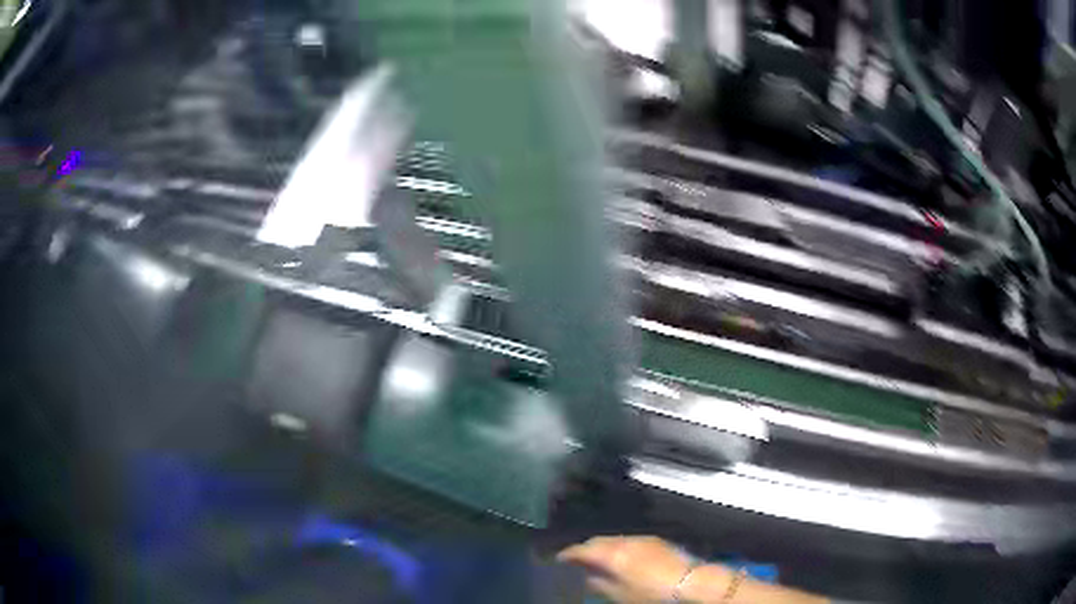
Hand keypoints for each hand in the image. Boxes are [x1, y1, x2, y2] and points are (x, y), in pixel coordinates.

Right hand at [557, 536, 693, 603]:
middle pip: (598, 540)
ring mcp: (642, 538)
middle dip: (585, 548)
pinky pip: (628, 540)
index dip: (568, 554)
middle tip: (577, 560)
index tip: (558, 559)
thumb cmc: (650, 593)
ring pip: (614, 539)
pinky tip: (621, 558)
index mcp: (612, 554)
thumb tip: (587, 575)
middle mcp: (625, 541)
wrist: (689, 582)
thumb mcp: (619, 595)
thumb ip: (598, 583)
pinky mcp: (656, 541)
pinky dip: (618, 546)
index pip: (582, 549)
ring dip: (603, 547)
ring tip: (598, 559)